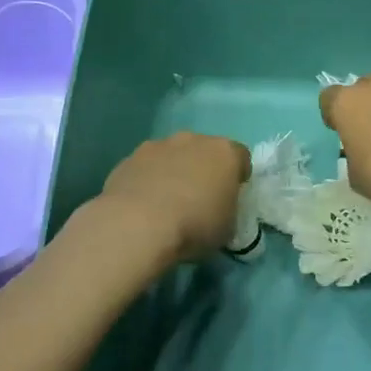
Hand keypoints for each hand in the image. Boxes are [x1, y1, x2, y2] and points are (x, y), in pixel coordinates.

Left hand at [94, 132, 250, 266]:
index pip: (241, 157)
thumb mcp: (228, 229)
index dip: (238, 177)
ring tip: (167, 203)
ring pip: (172, 156)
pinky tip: (143, 206)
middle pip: (204, 151)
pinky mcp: (129, 159)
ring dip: (173, 172)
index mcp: (224, 153)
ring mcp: (157, 146)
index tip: (231, 196)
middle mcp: (192, 140)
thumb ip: (228, 212)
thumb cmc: (194, 226)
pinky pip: (145, 167)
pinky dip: (147, 180)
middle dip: (203, 170)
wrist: (137, 225)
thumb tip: (220, 212)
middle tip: (199, 198)